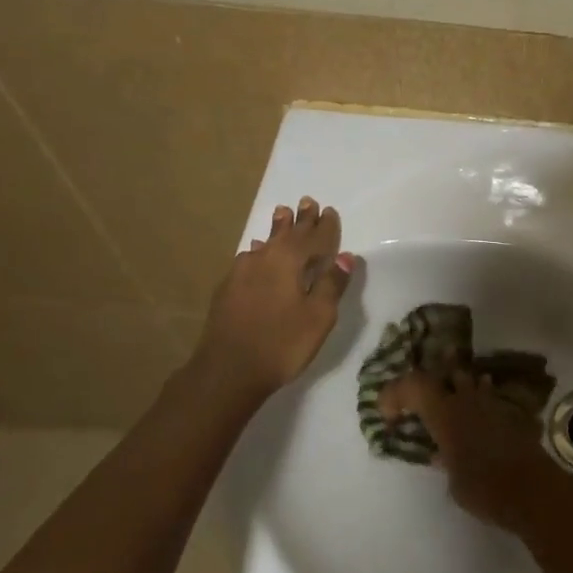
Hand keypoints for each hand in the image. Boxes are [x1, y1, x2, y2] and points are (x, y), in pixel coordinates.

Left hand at [189, 197, 356, 401]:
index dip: (324, 225)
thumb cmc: (282, 343)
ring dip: (277, 230)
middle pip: (286, 234)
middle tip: (306, 201)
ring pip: (265, 243)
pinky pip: (250, 259)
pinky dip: (260, 251)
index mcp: (288, 261)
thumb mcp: (318, 316)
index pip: (312, 236)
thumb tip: (346, 256)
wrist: (227, 370)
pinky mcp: (227, 289)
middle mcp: (263, 259)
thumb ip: (331, 284)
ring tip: (281, 215)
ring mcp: (241, 273)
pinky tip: (256, 253)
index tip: (329, 210)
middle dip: (299, 219)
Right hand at [379, 370, 570, 533]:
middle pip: (444, 374)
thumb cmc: (484, 488)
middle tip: (420, 400)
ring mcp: (493, 404)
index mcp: (445, 414)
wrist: (532, 490)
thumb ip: (445, 461)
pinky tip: (481, 414)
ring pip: (471, 381)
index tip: (390, 416)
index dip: (396, 393)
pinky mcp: (513, 413)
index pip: (413, 385)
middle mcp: (467, 401)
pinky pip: (492, 398)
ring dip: (458, 387)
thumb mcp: (454, 482)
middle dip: (429, 383)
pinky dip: (482, 401)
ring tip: (450, 399)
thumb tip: (441, 455)